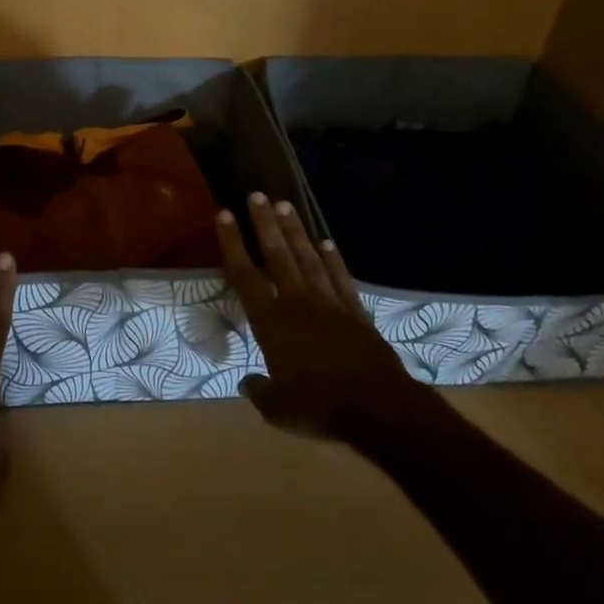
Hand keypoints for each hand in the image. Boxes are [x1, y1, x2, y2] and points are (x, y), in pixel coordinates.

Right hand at [215, 193, 423, 438]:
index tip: (224, 214)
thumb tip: (248, 382)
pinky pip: (340, 278)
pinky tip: (327, 243)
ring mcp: (329, 304)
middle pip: (277, 255)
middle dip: (265, 224)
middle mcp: (297, 302)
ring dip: (295, 231)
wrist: (378, 408)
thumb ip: (259, 391)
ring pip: (308, 258)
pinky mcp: (355, 313)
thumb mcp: (278, 409)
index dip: (233, 243)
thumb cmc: (319, 407)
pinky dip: (333, 259)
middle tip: (257, 195)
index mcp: (272, 322)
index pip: (245, 275)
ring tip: (285, 205)